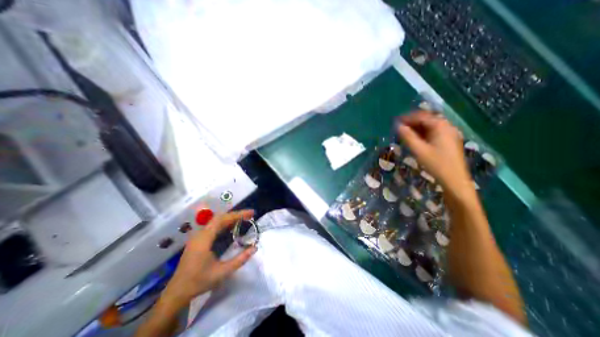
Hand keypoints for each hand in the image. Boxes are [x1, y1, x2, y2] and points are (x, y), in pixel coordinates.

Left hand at [162, 211, 256, 310]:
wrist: (176, 293)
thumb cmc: (199, 282)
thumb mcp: (222, 272)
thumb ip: (240, 260)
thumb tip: (254, 248)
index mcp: (204, 239)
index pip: (222, 220)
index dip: (238, 214)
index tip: (251, 213)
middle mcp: (200, 234)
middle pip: (220, 218)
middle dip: (236, 215)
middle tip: (250, 215)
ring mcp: (198, 237)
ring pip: (216, 221)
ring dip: (230, 218)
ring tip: (244, 219)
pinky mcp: (198, 240)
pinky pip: (213, 226)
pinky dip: (225, 224)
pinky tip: (231, 227)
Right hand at [398, 110, 472, 199]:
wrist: (454, 179)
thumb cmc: (436, 163)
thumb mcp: (418, 150)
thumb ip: (407, 137)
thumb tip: (398, 126)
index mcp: (440, 126)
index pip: (421, 116)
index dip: (407, 118)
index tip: (395, 122)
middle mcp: (447, 126)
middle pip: (427, 119)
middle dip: (412, 122)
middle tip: (399, 128)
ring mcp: (449, 133)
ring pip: (430, 126)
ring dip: (417, 128)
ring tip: (405, 133)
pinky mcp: (449, 141)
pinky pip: (434, 132)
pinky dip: (423, 133)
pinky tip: (416, 139)